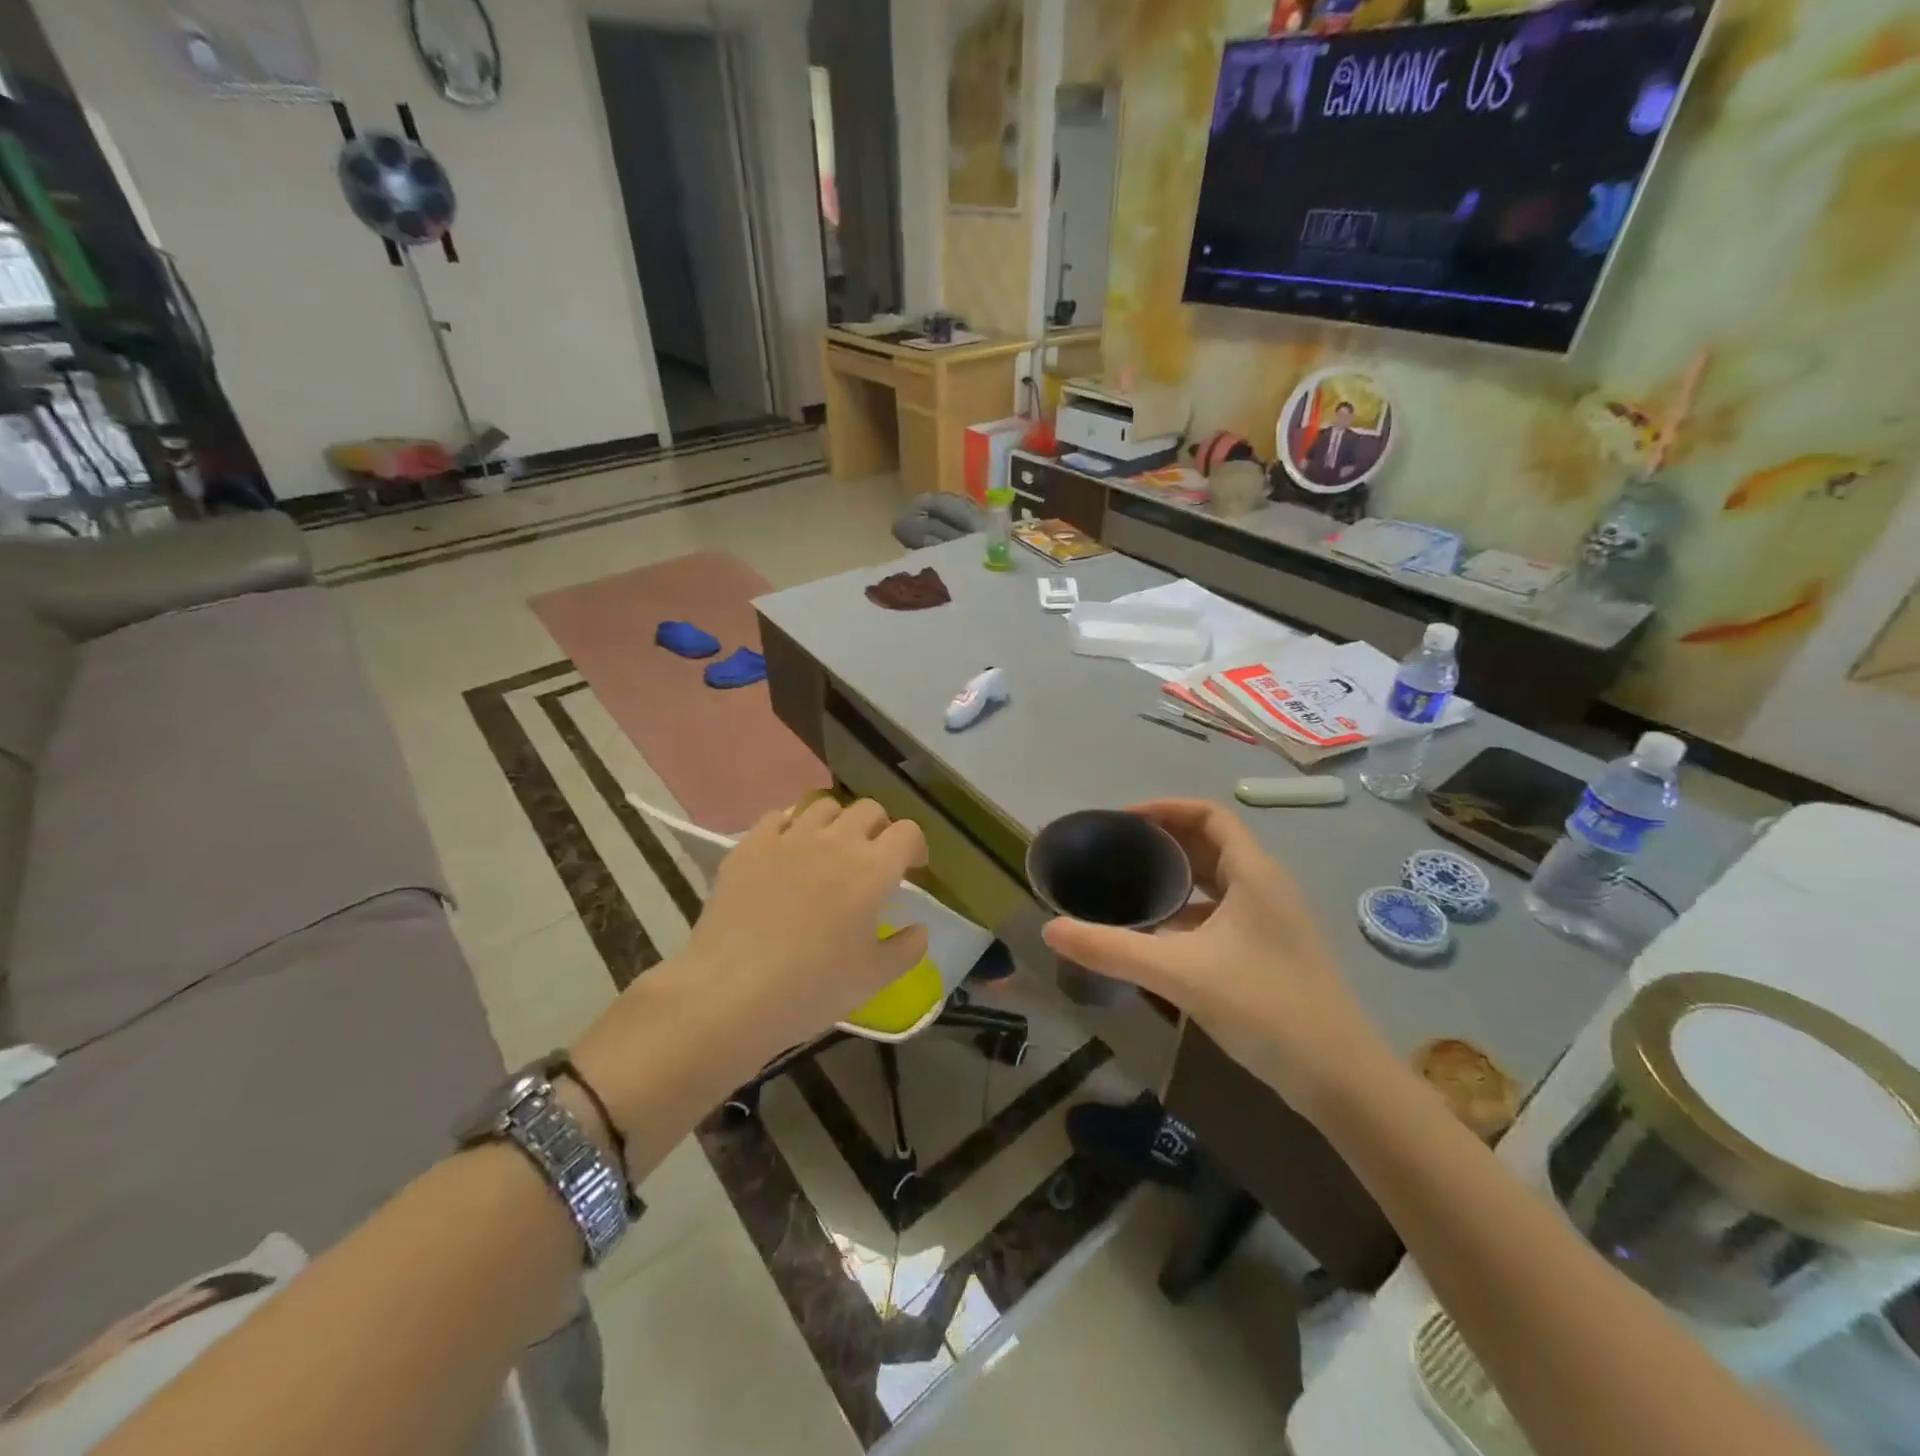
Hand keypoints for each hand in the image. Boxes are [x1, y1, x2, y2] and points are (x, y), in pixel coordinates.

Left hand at [576, 798, 929, 1120]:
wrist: (730, 993)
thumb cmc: (811, 988)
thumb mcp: (873, 979)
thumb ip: (907, 949)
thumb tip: (919, 929)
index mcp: (873, 869)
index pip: (908, 833)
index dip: (915, 847)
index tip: (911, 869)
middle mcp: (836, 841)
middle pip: (869, 809)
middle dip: (879, 829)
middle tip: (872, 860)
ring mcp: (789, 838)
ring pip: (824, 806)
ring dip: (836, 823)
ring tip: (828, 851)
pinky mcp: (750, 845)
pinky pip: (778, 817)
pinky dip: (791, 828)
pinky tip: (786, 852)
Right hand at [1041, 799, 1388, 1111]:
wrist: (1342, 1081)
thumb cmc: (1266, 1008)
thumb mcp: (1181, 974)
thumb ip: (1113, 950)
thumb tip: (1050, 929)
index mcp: (1255, 874)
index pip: (1209, 815)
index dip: (1166, 809)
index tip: (1122, 821)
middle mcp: (1266, 888)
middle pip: (1210, 845)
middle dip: (1163, 842)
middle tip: (1114, 852)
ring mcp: (1271, 922)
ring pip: (1216, 883)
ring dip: (1175, 879)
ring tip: (1127, 888)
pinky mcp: (1269, 952)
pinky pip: (1221, 915)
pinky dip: (1188, 913)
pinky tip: (1156, 936)